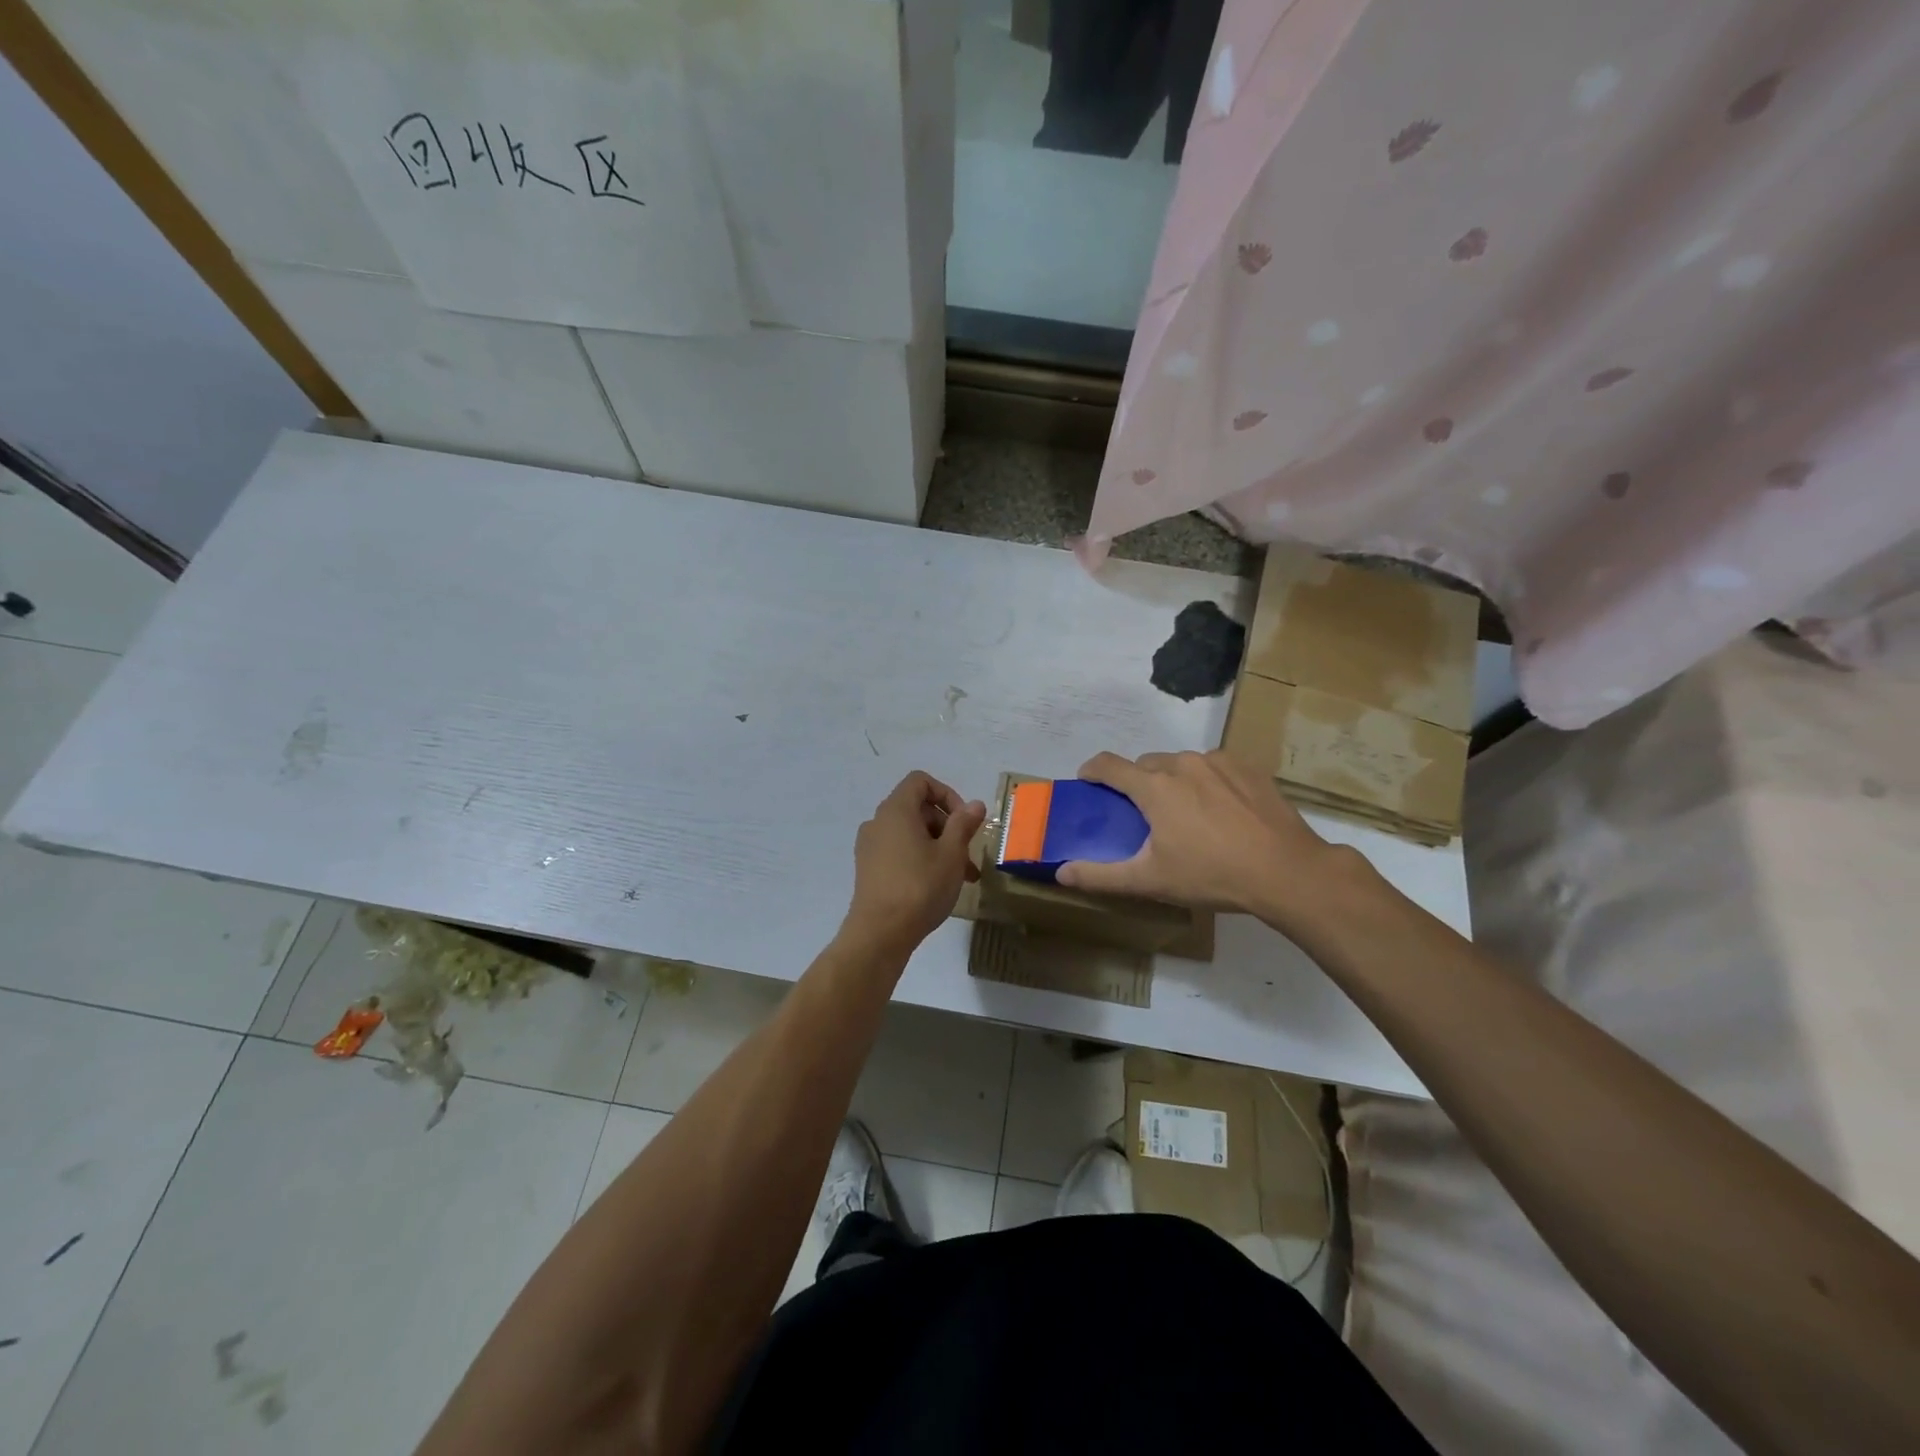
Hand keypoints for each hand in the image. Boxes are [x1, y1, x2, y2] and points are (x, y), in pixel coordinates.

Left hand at [843, 772, 985, 955]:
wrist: (880, 933)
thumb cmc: (920, 887)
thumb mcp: (951, 854)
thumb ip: (963, 824)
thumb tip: (975, 804)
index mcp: (896, 810)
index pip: (920, 782)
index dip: (947, 794)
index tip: (964, 821)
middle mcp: (878, 822)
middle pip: (917, 808)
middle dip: (947, 826)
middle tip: (968, 854)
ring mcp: (870, 846)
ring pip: (911, 833)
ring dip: (938, 846)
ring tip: (962, 876)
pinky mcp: (868, 869)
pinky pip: (899, 851)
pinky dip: (920, 858)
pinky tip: (939, 885)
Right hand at [1056, 750, 1353, 923]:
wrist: (1286, 871)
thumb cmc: (1211, 875)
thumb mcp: (1151, 881)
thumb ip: (1101, 875)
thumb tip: (1061, 873)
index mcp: (1154, 787)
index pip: (1108, 765)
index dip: (1092, 770)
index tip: (1087, 781)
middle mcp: (1181, 763)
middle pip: (1145, 765)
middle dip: (1137, 783)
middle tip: (1144, 815)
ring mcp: (1218, 762)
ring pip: (1180, 763)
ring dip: (1172, 781)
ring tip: (1186, 814)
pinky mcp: (1247, 767)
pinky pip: (1213, 766)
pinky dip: (1206, 781)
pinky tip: (1220, 810)